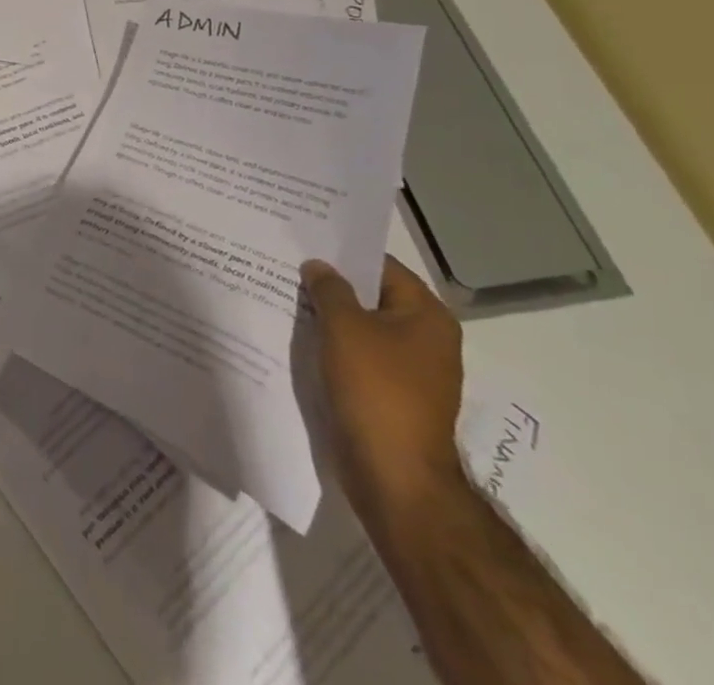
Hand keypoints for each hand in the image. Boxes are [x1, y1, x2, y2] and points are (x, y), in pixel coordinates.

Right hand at [301, 255, 465, 532]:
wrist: (394, 474)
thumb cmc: (376, 389)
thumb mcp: (344, 327)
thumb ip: (329, 289)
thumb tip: (319, 266)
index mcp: (427, 316)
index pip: (382, 266)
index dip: (343, 252)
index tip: (304, 240)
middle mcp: (427, 339)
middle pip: (372, 296)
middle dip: (331, 284)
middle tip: (288, 265)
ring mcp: (411, 370)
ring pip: (362, 327)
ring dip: (329, 316)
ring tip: (285, 296)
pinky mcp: (392, 395)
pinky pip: (359, 356)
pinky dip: (333, 345)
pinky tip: (299, 337)